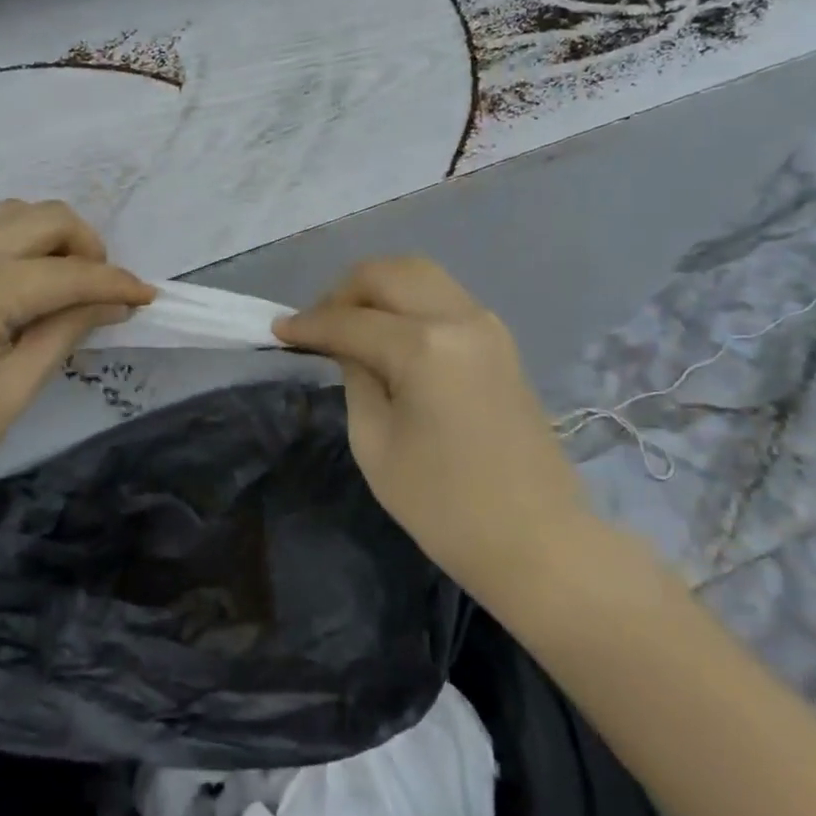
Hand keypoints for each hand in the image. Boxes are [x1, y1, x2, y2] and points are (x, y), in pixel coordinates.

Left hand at [0, 200, 154, 521]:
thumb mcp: (12, 391)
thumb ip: (64, 333)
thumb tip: (110, 304)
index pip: (71, 274)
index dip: (116, 285)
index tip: (150, 298)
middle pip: (45, 218)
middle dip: (87, 247)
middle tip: (102, 293)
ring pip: (12, 212)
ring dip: (50, 235)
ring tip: (64, 283)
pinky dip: (15, 237)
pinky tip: (21, 278)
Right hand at [275, 257, 589, 592]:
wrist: (538, 542)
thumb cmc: (445, 506)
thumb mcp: (374, 443)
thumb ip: (355, 378)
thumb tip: (346, 346)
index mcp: (424, 347)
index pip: (351, 321)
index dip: (308, 324)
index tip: (277, 331)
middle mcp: (459, 319)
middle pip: (389, 273)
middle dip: (343, 291)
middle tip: (317, 324)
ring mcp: (486, 325)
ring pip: (420, 275)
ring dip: (378, 290)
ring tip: (350, 325)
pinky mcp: (500, 340)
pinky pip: (443, 298)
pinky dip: (407, 302)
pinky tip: (388, 334)